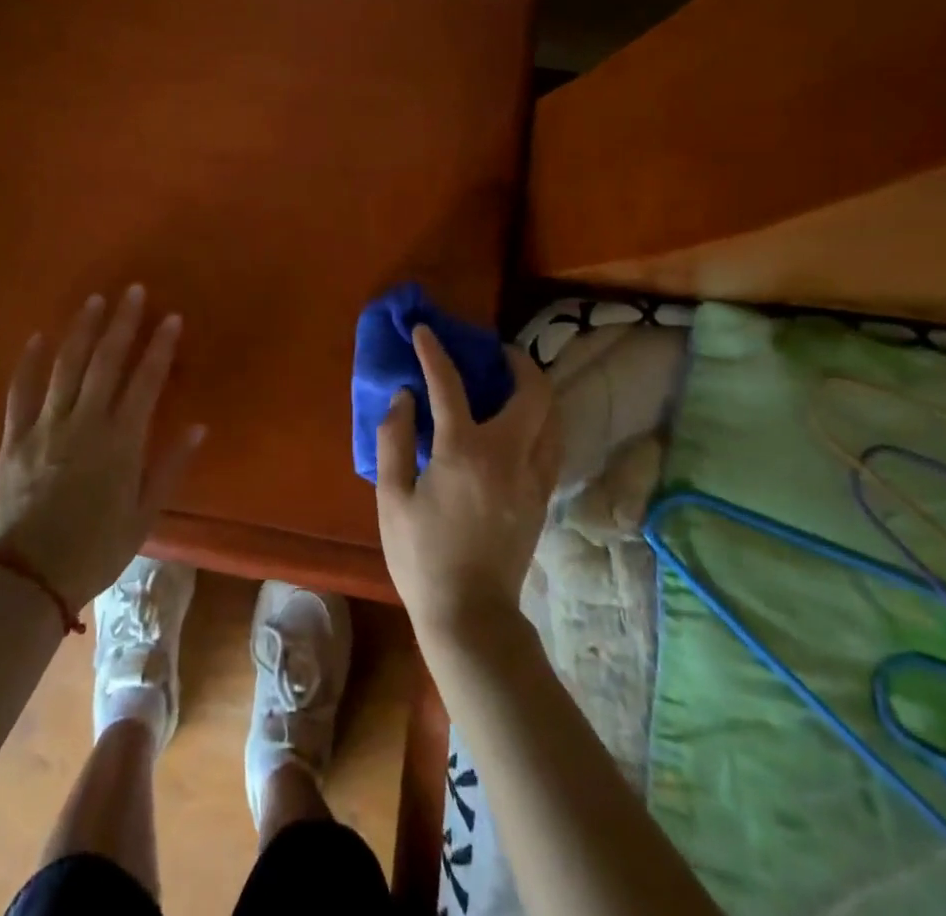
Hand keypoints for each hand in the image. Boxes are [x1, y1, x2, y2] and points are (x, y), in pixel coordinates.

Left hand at [0, 285, 205, 610]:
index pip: (145, 381)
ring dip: (82, 330)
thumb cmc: (96, 549)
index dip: (160, 346)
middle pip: (106, 362)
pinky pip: (20, 392)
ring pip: (67, 367)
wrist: (30, 579)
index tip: (170, 317)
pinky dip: (29, 362)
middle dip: (122, 323)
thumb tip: (198, 426)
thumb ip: (170, 467)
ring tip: (95, 300)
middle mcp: (85, 424)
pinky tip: (39, 336)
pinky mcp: (14, 438)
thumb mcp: (144, 515)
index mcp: (121, 443)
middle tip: (133, 291)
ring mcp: (46, 427)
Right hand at [375, 325, 559, 643]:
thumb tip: (405, 397)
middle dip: (517, 360)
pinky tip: (523, 425)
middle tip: (495, 352)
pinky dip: (543, 421)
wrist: (469, 614)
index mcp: (463, 452)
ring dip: (536, 390)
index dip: (434, 352)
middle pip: (532, 391)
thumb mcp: (391, 497)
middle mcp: (507, 455)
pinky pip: (553, 444)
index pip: (449, 385)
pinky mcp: (542, 497)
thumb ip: (395, 439)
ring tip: (512, 383)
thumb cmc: (421, 555)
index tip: (424, 330)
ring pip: (553, 416)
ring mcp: (532, 477)